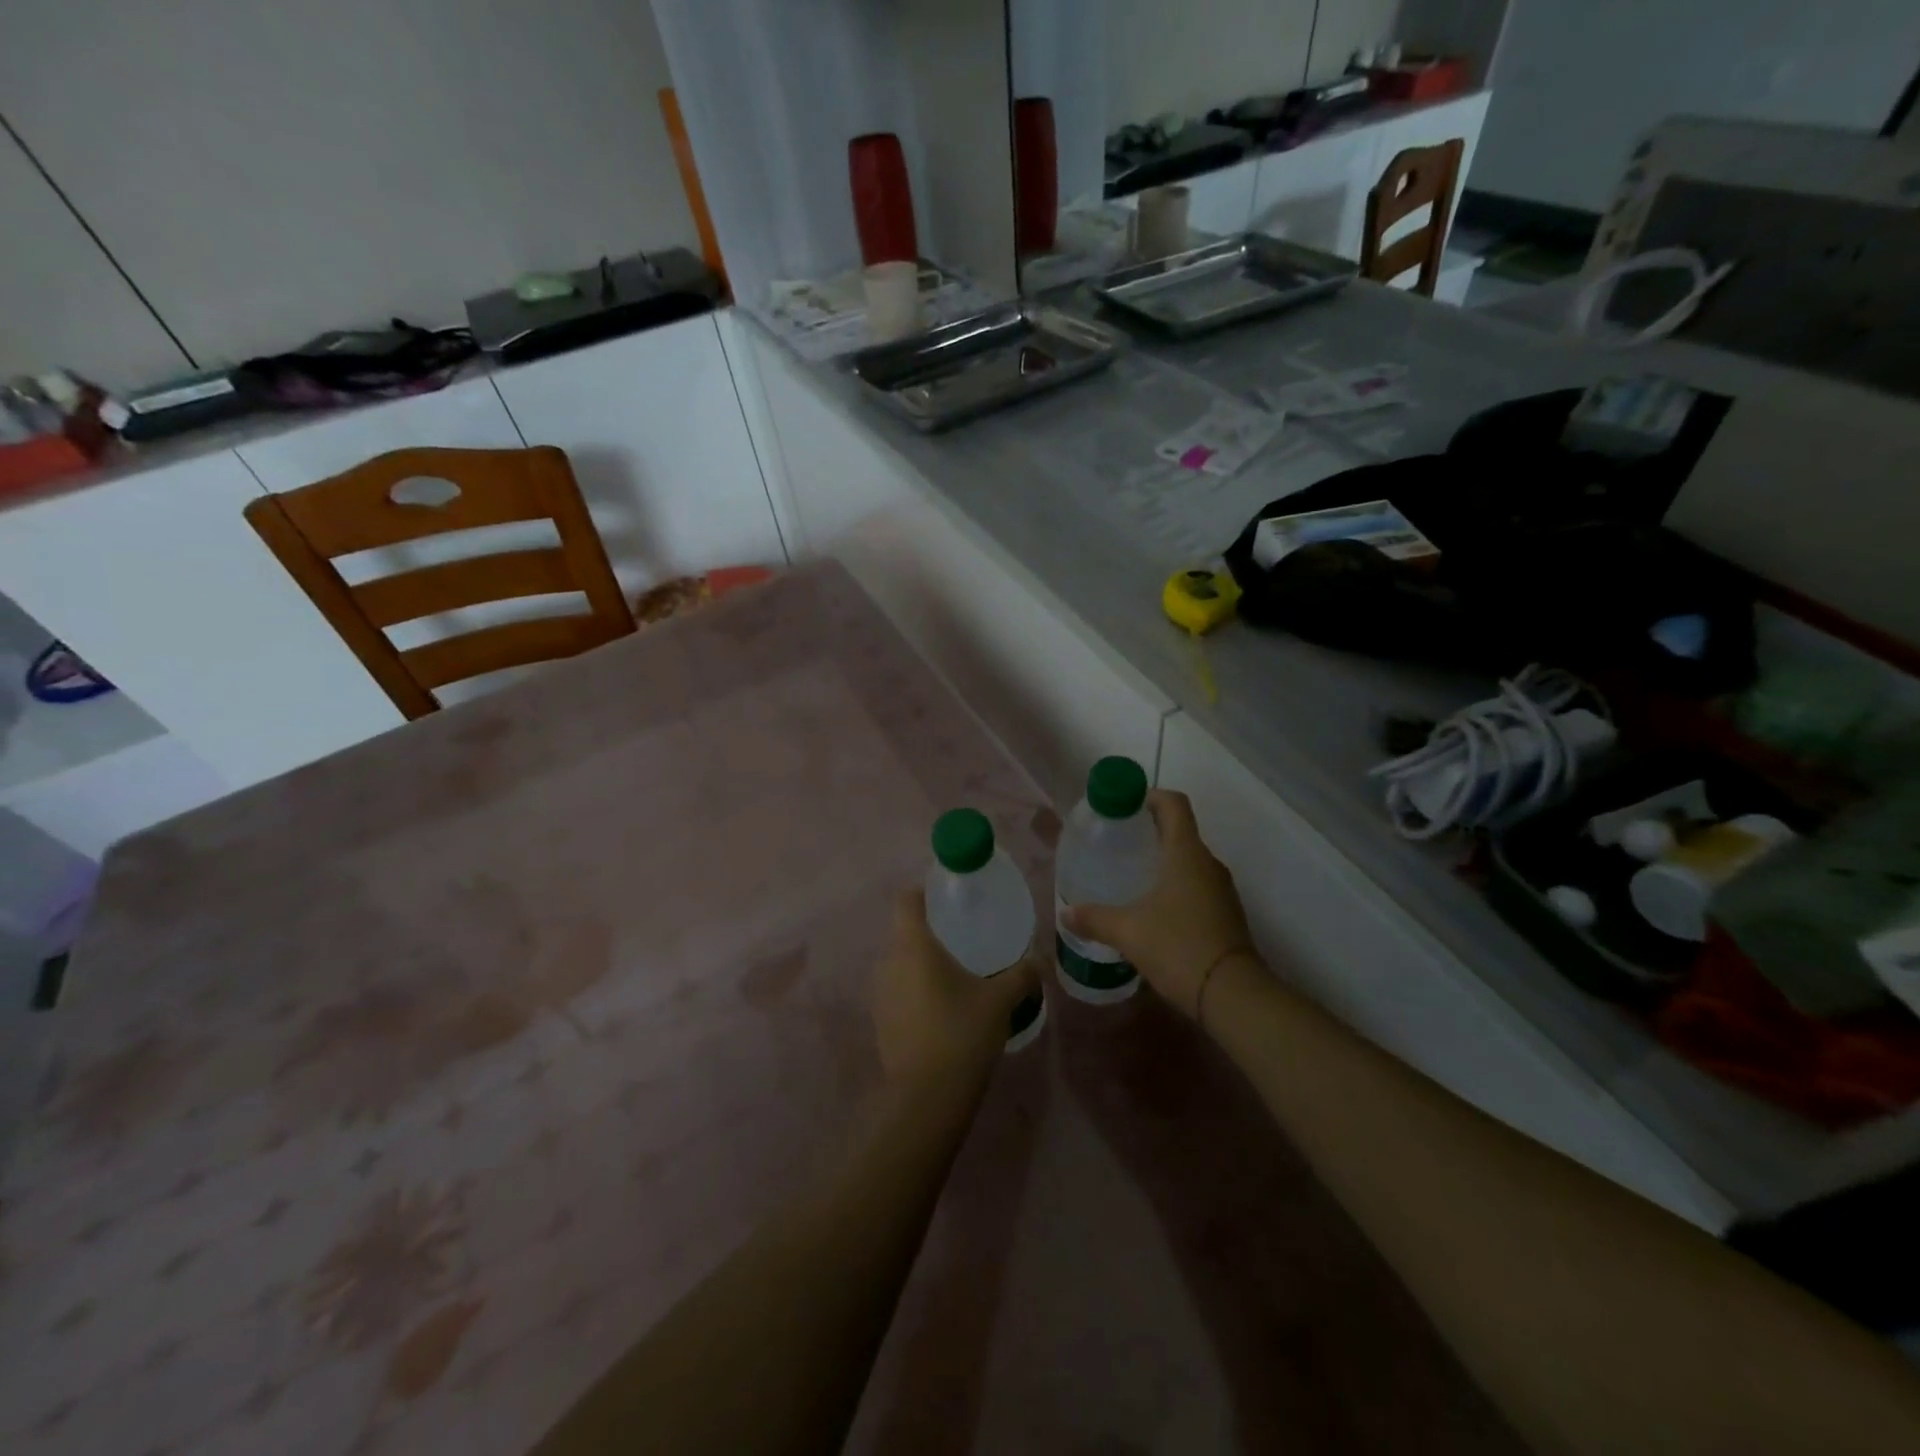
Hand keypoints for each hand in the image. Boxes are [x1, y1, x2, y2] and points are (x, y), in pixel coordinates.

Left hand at [873, 888, 1041, 1086]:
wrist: (928, 1099)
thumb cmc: (962, 1034)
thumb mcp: (1000, 1001)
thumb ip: (1022, 974)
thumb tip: (1040, 960)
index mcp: (913, 946)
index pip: (906, 901)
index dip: (922, 893)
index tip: (945, 898)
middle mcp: (888, 963)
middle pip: (904, 934)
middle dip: (930, 934)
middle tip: (963, 941)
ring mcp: (879, 994)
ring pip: (900, 965)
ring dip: (922, 966)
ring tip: (955, 977)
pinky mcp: (879, 1022)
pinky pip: (897, 992)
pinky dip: (915, 992)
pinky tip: (941, 1010)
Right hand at [1061, 789, 1253, 1019]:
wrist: (1233, 995)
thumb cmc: (1179, 947)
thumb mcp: (1128, 932)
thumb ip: (1094, 918)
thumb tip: (1066, 913)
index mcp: (1186, 853)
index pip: (1173, 804)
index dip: (1149, 796)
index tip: (1124, 806)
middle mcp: (1208, 864)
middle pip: (1180, 831)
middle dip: (1148, 831)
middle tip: (1116, 843)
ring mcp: (1221, 890)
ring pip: (1188, 861)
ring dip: (1162, 861)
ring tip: (1129, 876)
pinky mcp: (1225, 914)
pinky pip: (1196, 885)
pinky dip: (1174, 886)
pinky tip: (1151, 909)